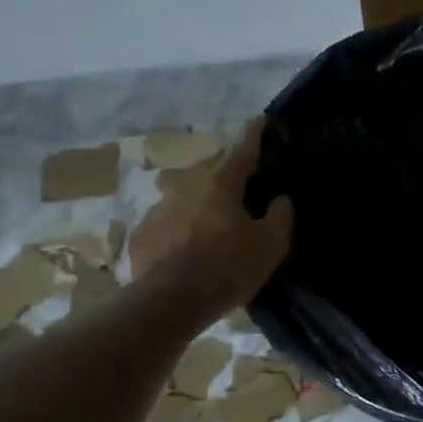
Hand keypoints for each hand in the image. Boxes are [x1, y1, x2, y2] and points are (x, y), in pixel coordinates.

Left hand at [130, 116, 292, 322]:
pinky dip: (178, 225)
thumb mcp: (270, 246)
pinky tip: (185, 245)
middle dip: (225, 169)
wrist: (170, 302)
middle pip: (209, 167)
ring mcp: (158, 207)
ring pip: (182, 191)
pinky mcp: (142, 233)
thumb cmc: (227, 268)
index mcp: (220, 181)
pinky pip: (166, 220)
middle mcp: (185, 184)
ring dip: (198, 197)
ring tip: (209, 216)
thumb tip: (280, 199)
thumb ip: (280, 217)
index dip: (254, 133)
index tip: (260, 119)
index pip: (242, 148)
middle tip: (240, 182)